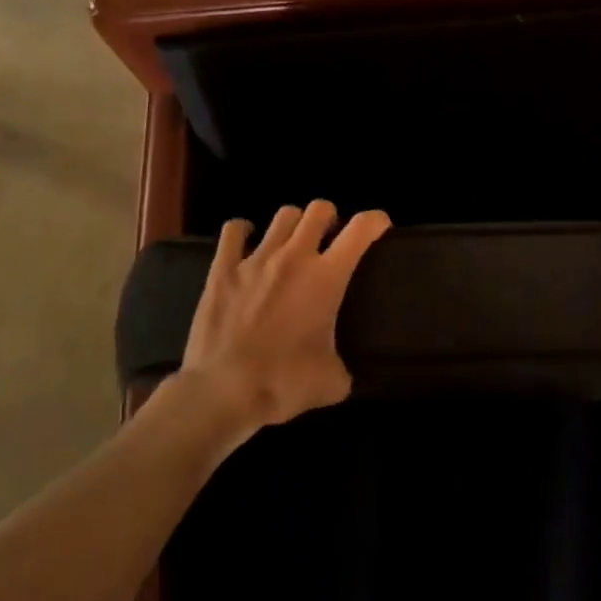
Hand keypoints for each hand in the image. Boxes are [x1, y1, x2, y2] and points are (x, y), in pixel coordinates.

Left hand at [179, 201, 389, 431]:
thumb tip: (342, 376)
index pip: (360, 229)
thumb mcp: (330, 382)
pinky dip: (243, 231)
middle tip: (329, 238)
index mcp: (326, 277)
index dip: (375, 220)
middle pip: (319, 209)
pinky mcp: (221, 269)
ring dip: (293, 223)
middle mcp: (294, 257)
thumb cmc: (282, 383)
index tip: (379, 226)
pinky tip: (246, 241)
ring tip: (291, 242)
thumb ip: (342, 369)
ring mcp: (255, 259)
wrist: (221, 391)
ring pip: (283, 215)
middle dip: (329, 217)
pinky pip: (234, 231)